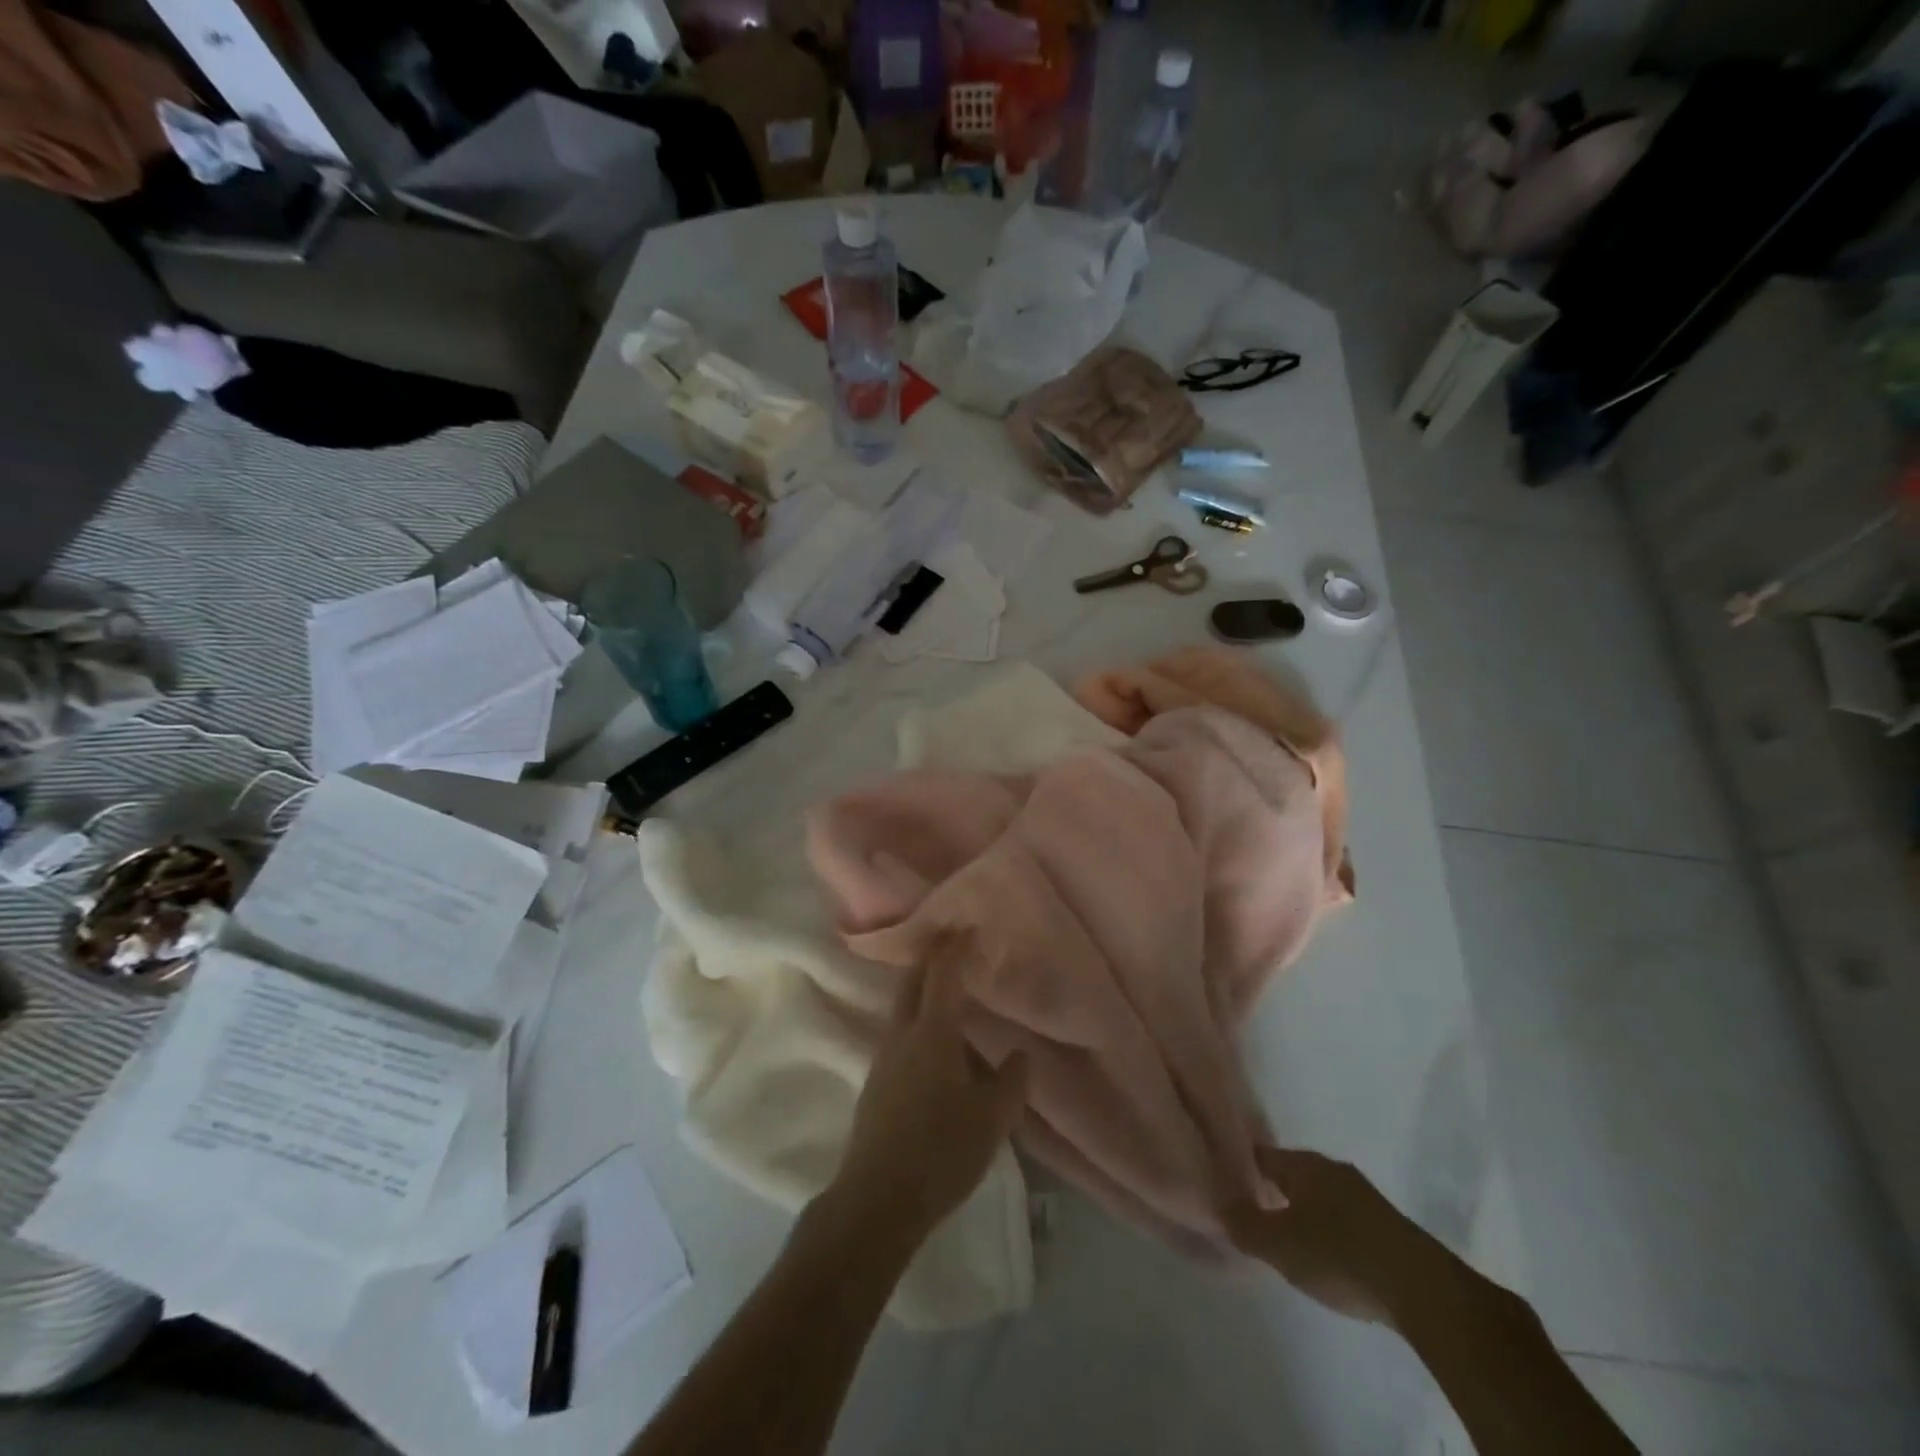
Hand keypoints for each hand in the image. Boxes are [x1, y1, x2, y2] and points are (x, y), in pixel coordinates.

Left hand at [829, 934, 1029, 1250]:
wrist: (878, 1198)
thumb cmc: (942, 1151)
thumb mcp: (992, 1119)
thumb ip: (1011, 1081)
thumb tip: (1019, 1053)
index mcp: (932, 1032)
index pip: (943, 973)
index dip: (955, 946)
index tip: (967, 924)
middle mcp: (902, 1034)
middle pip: (913, 980)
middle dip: (931, 956)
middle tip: (953, 942)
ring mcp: (883, 1057)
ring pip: (902, 1006)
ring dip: (923, 987)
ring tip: (950, 988)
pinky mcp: (876, 1081)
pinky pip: (899, 1031)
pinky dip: (917, 1017)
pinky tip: (935, 1041)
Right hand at [1225, 1146, 1447, 1327]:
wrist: (1423, 1290)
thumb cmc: (1340, 1256)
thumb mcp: (1280, 1245)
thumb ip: (1244, 1224)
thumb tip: (1219, 1204)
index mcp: (1303, 1163)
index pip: (1260, 1154)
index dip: (1239, 1166)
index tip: (1223, 1182)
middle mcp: (1332, 1168)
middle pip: (1291, 1173)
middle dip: (1272, 1189)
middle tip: (1251, 1212)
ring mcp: (1363, 1195)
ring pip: (1319, 1195)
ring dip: (1302, 1210)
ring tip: (1286, 1236)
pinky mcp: (1387, 1224)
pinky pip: (1343, 1217)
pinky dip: (1328, 1228)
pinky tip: (1325, 1253)